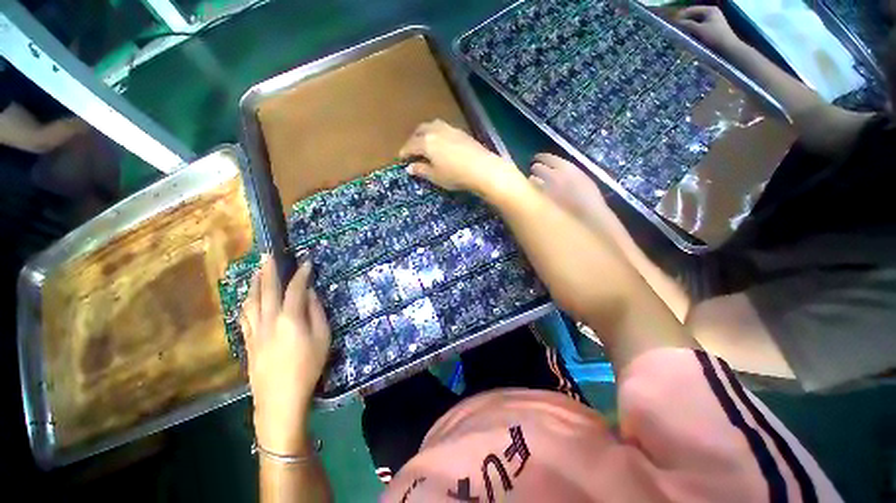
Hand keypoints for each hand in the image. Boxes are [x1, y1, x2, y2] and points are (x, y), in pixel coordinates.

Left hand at [242, 258, 330, 454]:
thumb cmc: (308, 367)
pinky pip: (244, 316)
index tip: (306, 263)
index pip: (295, 289)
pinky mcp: (248, 341)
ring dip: (255, 283)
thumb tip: (310, 294)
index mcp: (290, 318)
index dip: (301, 274)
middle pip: (268, 289)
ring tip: (257, 271)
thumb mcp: (323, 338)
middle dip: (269, 270)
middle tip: (269, 255)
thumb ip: (317, 313)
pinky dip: (247, 302)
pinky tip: (248, 299)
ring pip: (251, 301)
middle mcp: (269, 319)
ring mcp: (255, 330)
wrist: (280, 397)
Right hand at [399, 119, 516, 193]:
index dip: (404, 151)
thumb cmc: (455, 175)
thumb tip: (410, 168)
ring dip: (426, 132)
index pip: (410, 145)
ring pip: (432, 126)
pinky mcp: (461, 132)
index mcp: (426, 142)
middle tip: (412, 149)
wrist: (482, 168)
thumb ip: (421, 170)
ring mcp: (450, 129)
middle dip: (413, 138)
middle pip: (420, 130)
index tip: (400, 158)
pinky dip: (437, 133)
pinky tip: (441, 142)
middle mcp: (436, 131)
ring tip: (426, 142)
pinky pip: (444, 128)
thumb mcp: (435, 176)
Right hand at [677, 6, 742, 53]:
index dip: (681, 16)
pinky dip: (693, 31)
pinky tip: (688, 37)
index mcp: (709, 10)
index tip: (671, 23)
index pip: (691, 10)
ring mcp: (712, 21)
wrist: (728, 47)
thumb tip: (676, 23)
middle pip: (694, 16)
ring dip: (688, 28)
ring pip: (696, 22)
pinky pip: (700, 28)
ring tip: (680, 34)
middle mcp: (711, 13)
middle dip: (685, 22)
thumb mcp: (699, 30)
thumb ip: (687, 25)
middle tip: (675, 29)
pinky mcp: (712, 29)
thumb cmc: (715, 36)